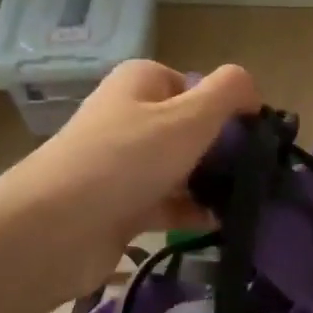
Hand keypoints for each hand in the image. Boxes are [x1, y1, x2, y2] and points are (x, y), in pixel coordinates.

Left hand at [0, 60, 258, 301]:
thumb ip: (228, 93)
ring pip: (181, 168)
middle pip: (191, 128)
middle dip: (224, 150)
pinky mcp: (121, 205)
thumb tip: (252, 90)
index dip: (228, 108)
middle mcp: (130, 116)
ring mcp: (124, 163)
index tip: (255, 137)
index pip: (197, 85)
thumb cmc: (127, 159)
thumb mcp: (189, 116)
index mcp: (142, 82)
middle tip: (258, 173)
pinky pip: (169, 203)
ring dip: (212, 184)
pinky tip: (223, 225)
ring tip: (249, 202)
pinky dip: (194, 212)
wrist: (55, 229)